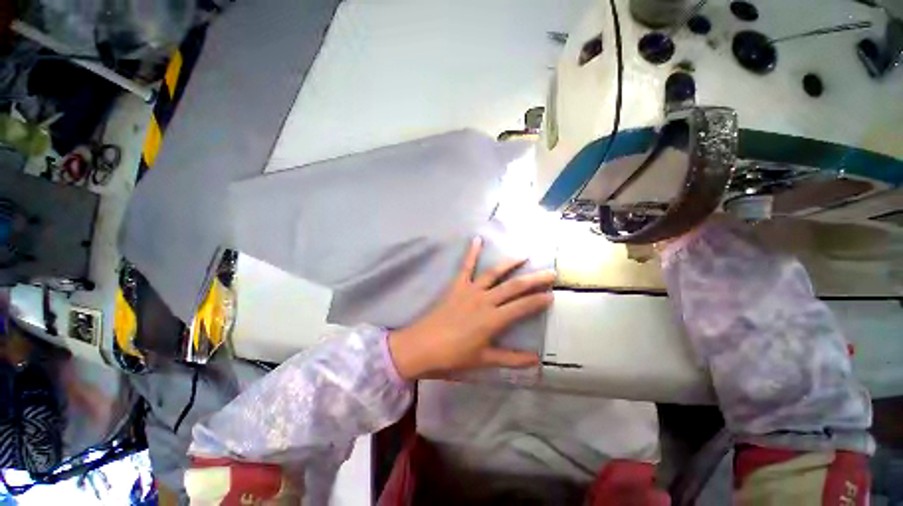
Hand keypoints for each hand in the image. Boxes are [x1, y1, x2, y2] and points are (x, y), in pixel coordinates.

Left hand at [388, 237, 554, 379]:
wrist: (422, 346)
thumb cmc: (453, 356)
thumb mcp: (484, 361)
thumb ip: (511, 359)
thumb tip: (536, 361)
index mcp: (493, 319)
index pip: (522, 307)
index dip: (538, 301)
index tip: (552, 295)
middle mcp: (485, 300)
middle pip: (514, 286)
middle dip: (534, 279)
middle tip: (550, 272)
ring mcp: (470, 290)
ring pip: (494, 273)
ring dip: (510, 263)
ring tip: (524, 255)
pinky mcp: (456, 286)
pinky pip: (465, 266)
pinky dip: (471, 252)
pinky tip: (477, 239)